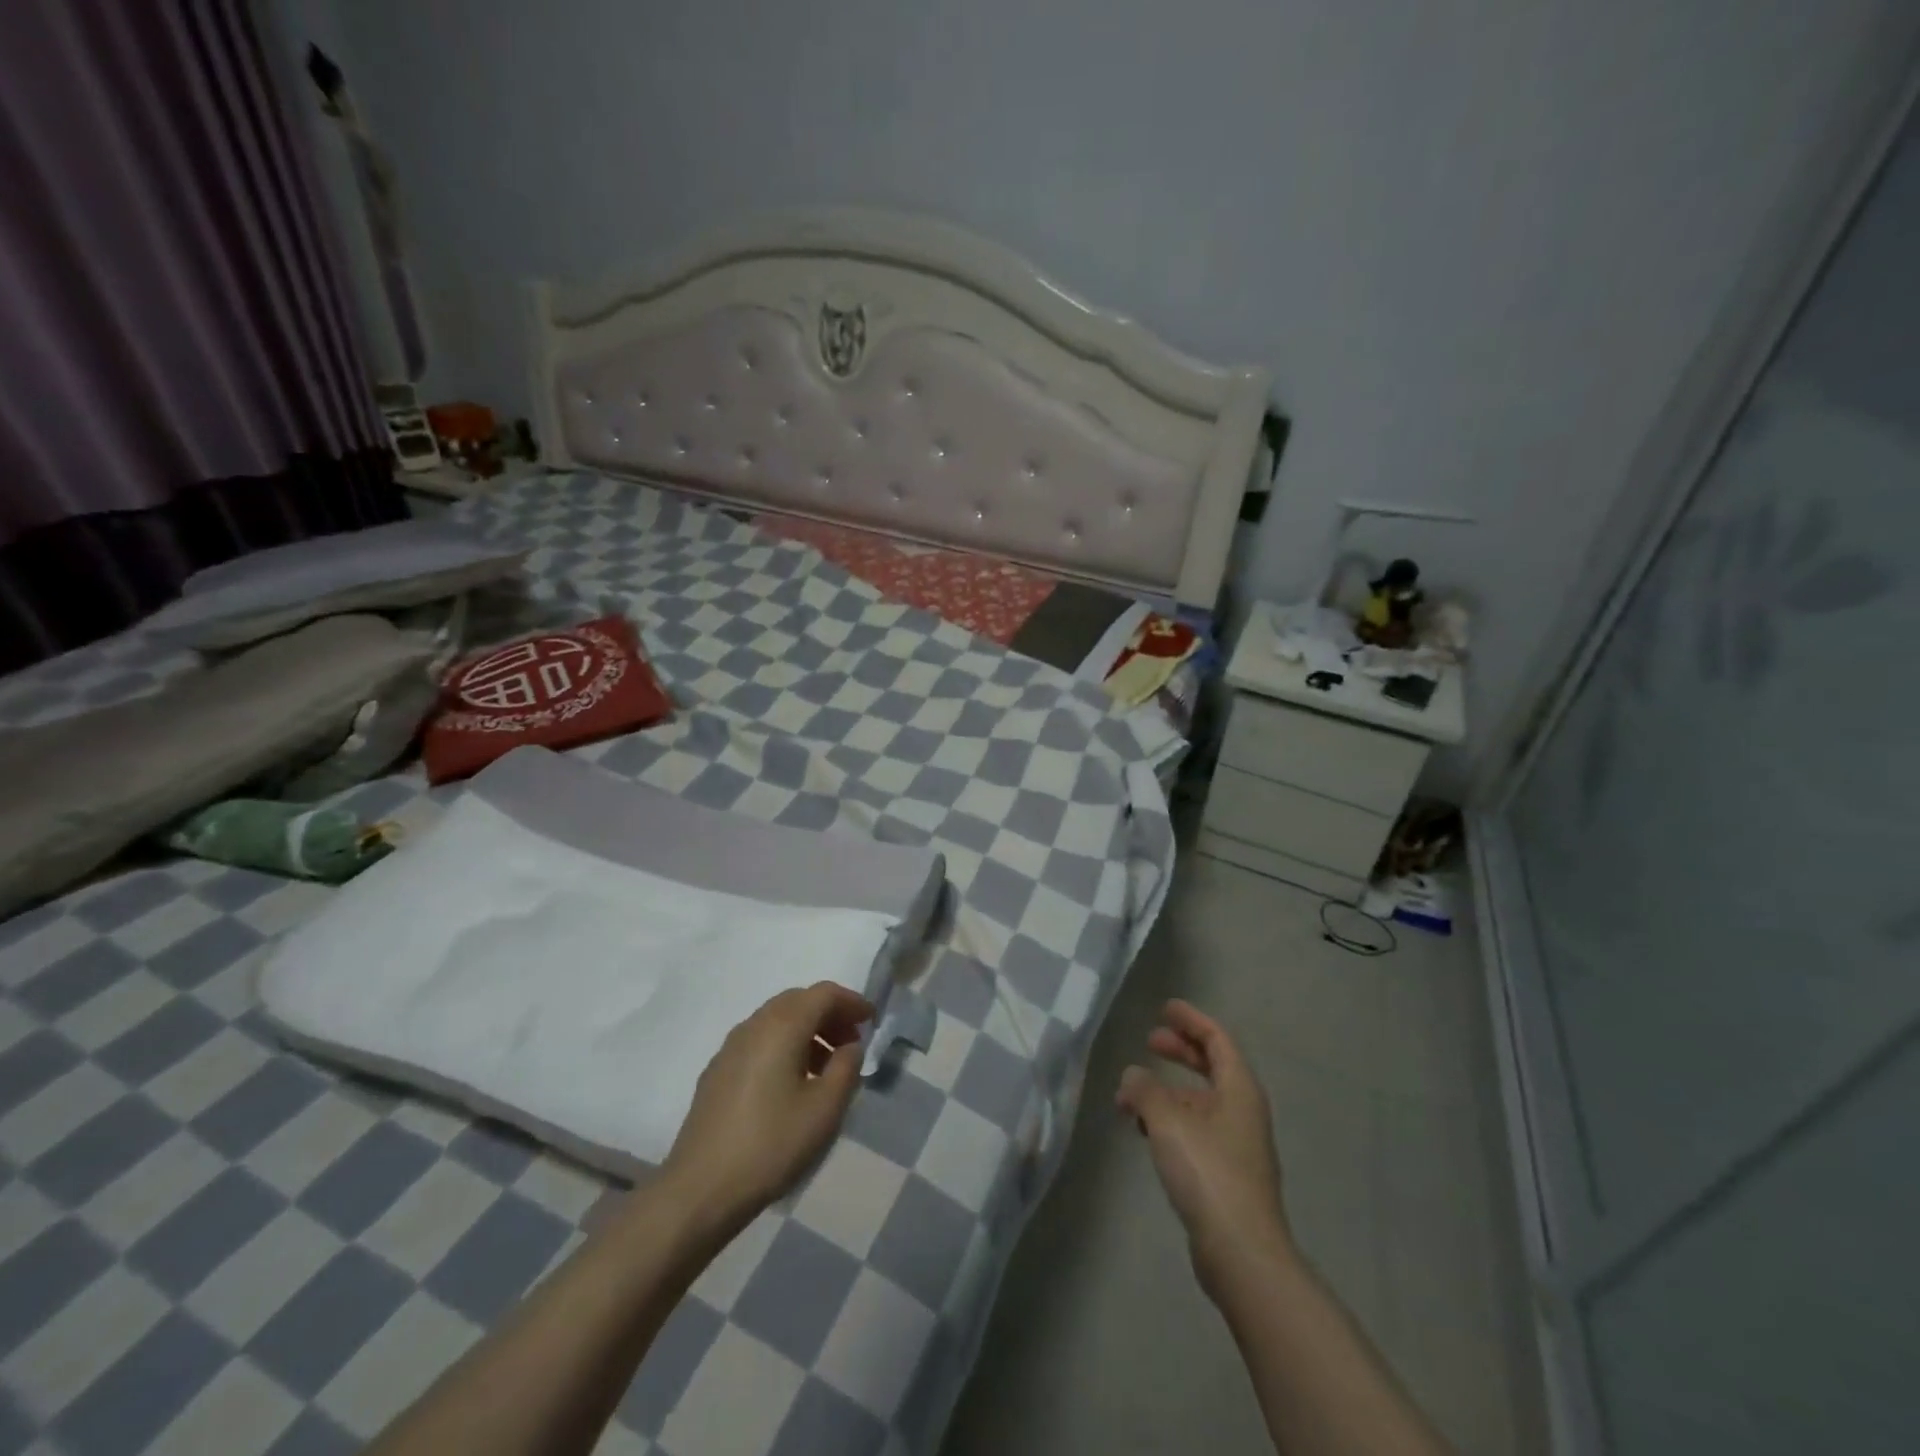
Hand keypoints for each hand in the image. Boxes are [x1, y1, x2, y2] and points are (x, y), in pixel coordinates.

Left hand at [660, 983, 873, 1226]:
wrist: (700, 1190)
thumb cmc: (771, 1145)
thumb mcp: (825, 1109)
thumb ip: (846, 1068)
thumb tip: (850, 1046)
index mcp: (782, 1026)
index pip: (823, 994)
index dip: (851, 1001)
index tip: (871, 1022)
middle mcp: (754, 1025)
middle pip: (798, 1001)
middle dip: (829, 1014)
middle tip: (852, 1042)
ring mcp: (730, 1047)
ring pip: (777, 1021)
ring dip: (807, 1031)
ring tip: (826, 1067)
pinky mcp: (717, 1072)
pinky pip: (759, 1041)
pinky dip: (784, 1046)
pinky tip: (791, 1084)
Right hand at [1116, 1000, 1291, 1294]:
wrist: (1241, 1252)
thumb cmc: (1208, 1172)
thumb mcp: (1167, 1120)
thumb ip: (1145, 1090)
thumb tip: (1132, 1076)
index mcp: (1239, 1089)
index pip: (1217, 1039)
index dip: (1191, 1020)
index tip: (1165, 1008)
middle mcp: (1242, 1110)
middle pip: (1211, 1067)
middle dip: (1180, 1051)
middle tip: (1149, 1040)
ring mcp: (1236, 1144)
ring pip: (1199, 1101)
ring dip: (1166, 1091)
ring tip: (1129, 1094)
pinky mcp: (1225, 1173)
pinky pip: (1195, 1129)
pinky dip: (1169, 1120)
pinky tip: (1143, 1130)